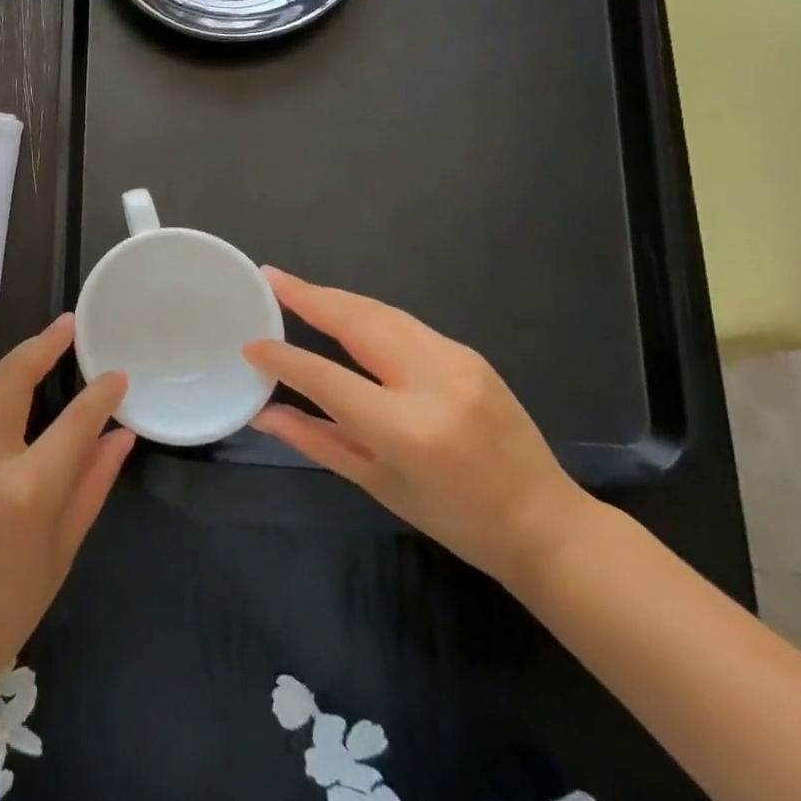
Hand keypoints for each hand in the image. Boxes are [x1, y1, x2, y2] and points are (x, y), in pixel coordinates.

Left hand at [0, 314, 134, 697]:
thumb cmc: (7, 606)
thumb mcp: (62, 548)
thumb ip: (93, 482)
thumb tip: (122, 435)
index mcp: (25, 489)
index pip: (74, 420)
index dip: (100, 392)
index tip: (117, 373)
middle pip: (13, 376)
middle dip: (43, 344)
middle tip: (69, 326)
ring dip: (18, 373)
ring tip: (48, 362)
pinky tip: (15, 418)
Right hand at [245, 268, 592, 587]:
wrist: (549, 524)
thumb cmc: (457, 520)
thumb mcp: (378, 484)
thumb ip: (316, 440)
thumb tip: (262, 414)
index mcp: (407, 429)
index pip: (327, 379)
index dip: (284, 358)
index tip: (251, 343)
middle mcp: (434, 382)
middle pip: (358, 323)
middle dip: (310, 296)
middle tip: (270, 277)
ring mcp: (458, 361)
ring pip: (382, 313)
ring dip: (336, 297)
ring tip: (295, 286)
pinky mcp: (470, 354)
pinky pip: (404, 323)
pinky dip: (365, 312)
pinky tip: (342, 310)